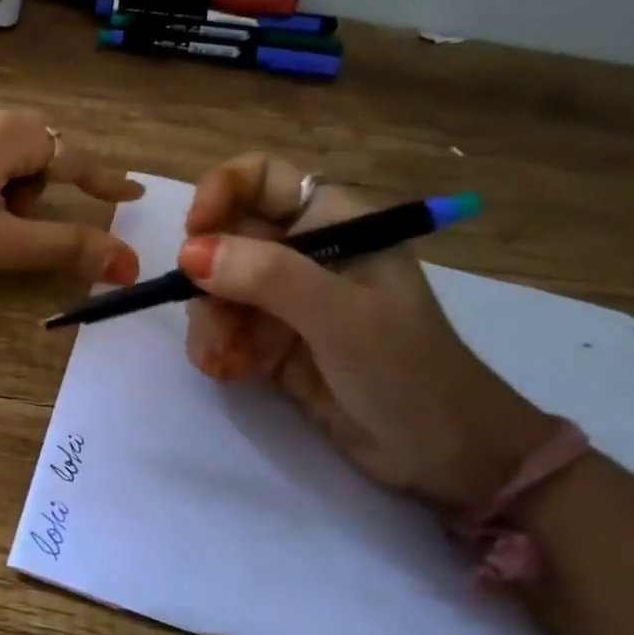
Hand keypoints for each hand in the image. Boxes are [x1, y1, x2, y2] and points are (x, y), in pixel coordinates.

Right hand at [178, 154, 553, 515]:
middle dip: (208, 276)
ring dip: (209, 320)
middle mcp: (304, 251)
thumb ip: (268, 277)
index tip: (194, 235)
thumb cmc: (407, 371)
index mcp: (334, 222)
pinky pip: (223, 327)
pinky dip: (217, 347)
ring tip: (225, 358)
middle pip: (226, 236)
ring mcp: (285, 298)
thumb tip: (189, 252)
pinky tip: (229, 371)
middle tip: (213, 315)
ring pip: (216, 285)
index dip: (219, 193)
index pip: (260, 178)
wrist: (443, 456)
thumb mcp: (341, 316)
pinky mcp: (271, 340)